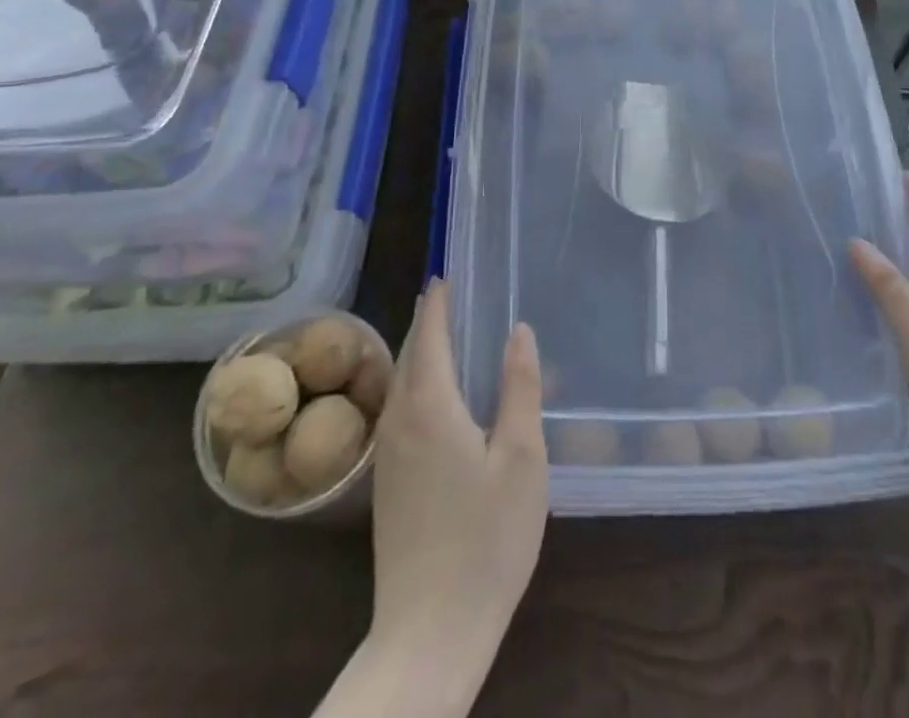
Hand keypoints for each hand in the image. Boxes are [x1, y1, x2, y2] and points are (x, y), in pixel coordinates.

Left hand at [370, 279, 547, 678]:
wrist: (430, 632)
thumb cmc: (486, 538)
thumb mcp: (521, 457)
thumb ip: (519, 388)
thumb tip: (518, 331)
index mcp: (431, 407)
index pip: (429, 337)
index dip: (436, 304)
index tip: (443, 276)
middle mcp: (399, 422)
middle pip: (408, 356)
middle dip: (424, 322)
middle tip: (444, 296)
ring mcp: (387, 456)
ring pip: (399, 385)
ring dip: (417, 352)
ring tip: (440, 334)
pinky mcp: (387, 485)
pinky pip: (397, 410)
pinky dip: (414, 383)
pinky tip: (434, 396)